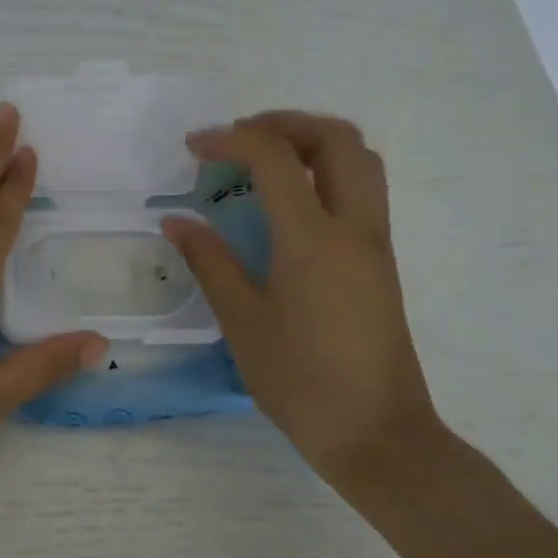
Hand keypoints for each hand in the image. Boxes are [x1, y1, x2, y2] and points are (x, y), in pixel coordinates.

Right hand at [160, 112, 445, 495]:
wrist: (376, 434)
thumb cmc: (300, 381)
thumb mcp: (242, 321)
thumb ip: (209, 262)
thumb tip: (176, 220)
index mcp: (313, 240)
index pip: (275, 158)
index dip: (231, 139)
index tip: (193, 147)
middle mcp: (354, 227)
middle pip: (336, 138)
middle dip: (284, 123)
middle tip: (238, 139)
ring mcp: (375, 243)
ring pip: (359, 159)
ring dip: (312, 142)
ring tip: (264, 161)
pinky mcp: (381, 261)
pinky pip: (362, 190)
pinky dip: (326, 171)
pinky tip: (289, 201)